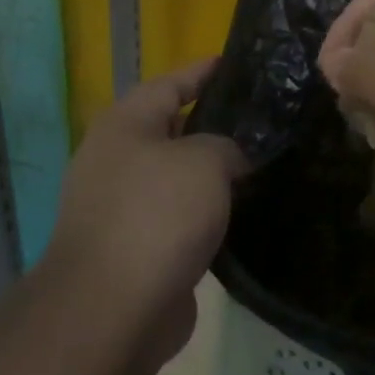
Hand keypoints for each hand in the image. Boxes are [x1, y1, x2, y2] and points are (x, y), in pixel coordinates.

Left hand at [47, 60, 246, 353]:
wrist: (112, 310)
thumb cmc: (157, 216)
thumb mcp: (205, 161)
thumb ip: (226, 147)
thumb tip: (230, 161)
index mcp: (125, 125)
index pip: (171, 83)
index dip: (204, 71)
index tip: (239, 63)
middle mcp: (117, 160)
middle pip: (172, 129)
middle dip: (214, 124)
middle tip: (263, 119)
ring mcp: (121, 207)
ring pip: (178, 177)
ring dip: (212, 174)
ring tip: (261, 164)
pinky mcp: (135, 248)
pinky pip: (179, 217)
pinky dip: (206, 213)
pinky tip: (242, 214)